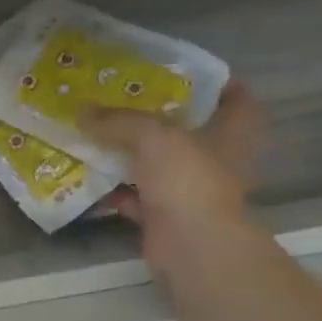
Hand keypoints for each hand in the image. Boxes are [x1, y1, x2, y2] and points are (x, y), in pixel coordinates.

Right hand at [76, 80, 263, 275]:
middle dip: (161, 120)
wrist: (190, 245)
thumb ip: (119, 121)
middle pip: (190, 134)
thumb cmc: (188, 180)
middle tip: (128, 101)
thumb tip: (83, 111)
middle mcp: (214, 162)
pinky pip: (135, 198)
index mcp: (230, 135)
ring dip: (131, 155)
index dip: (220, 86)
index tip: (190, 74)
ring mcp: (189, 192)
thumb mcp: (153, 137)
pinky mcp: (165, 217)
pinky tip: (88, 177)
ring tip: (99, 134)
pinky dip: (114, 190)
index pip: (238, 102)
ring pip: (158, 166)